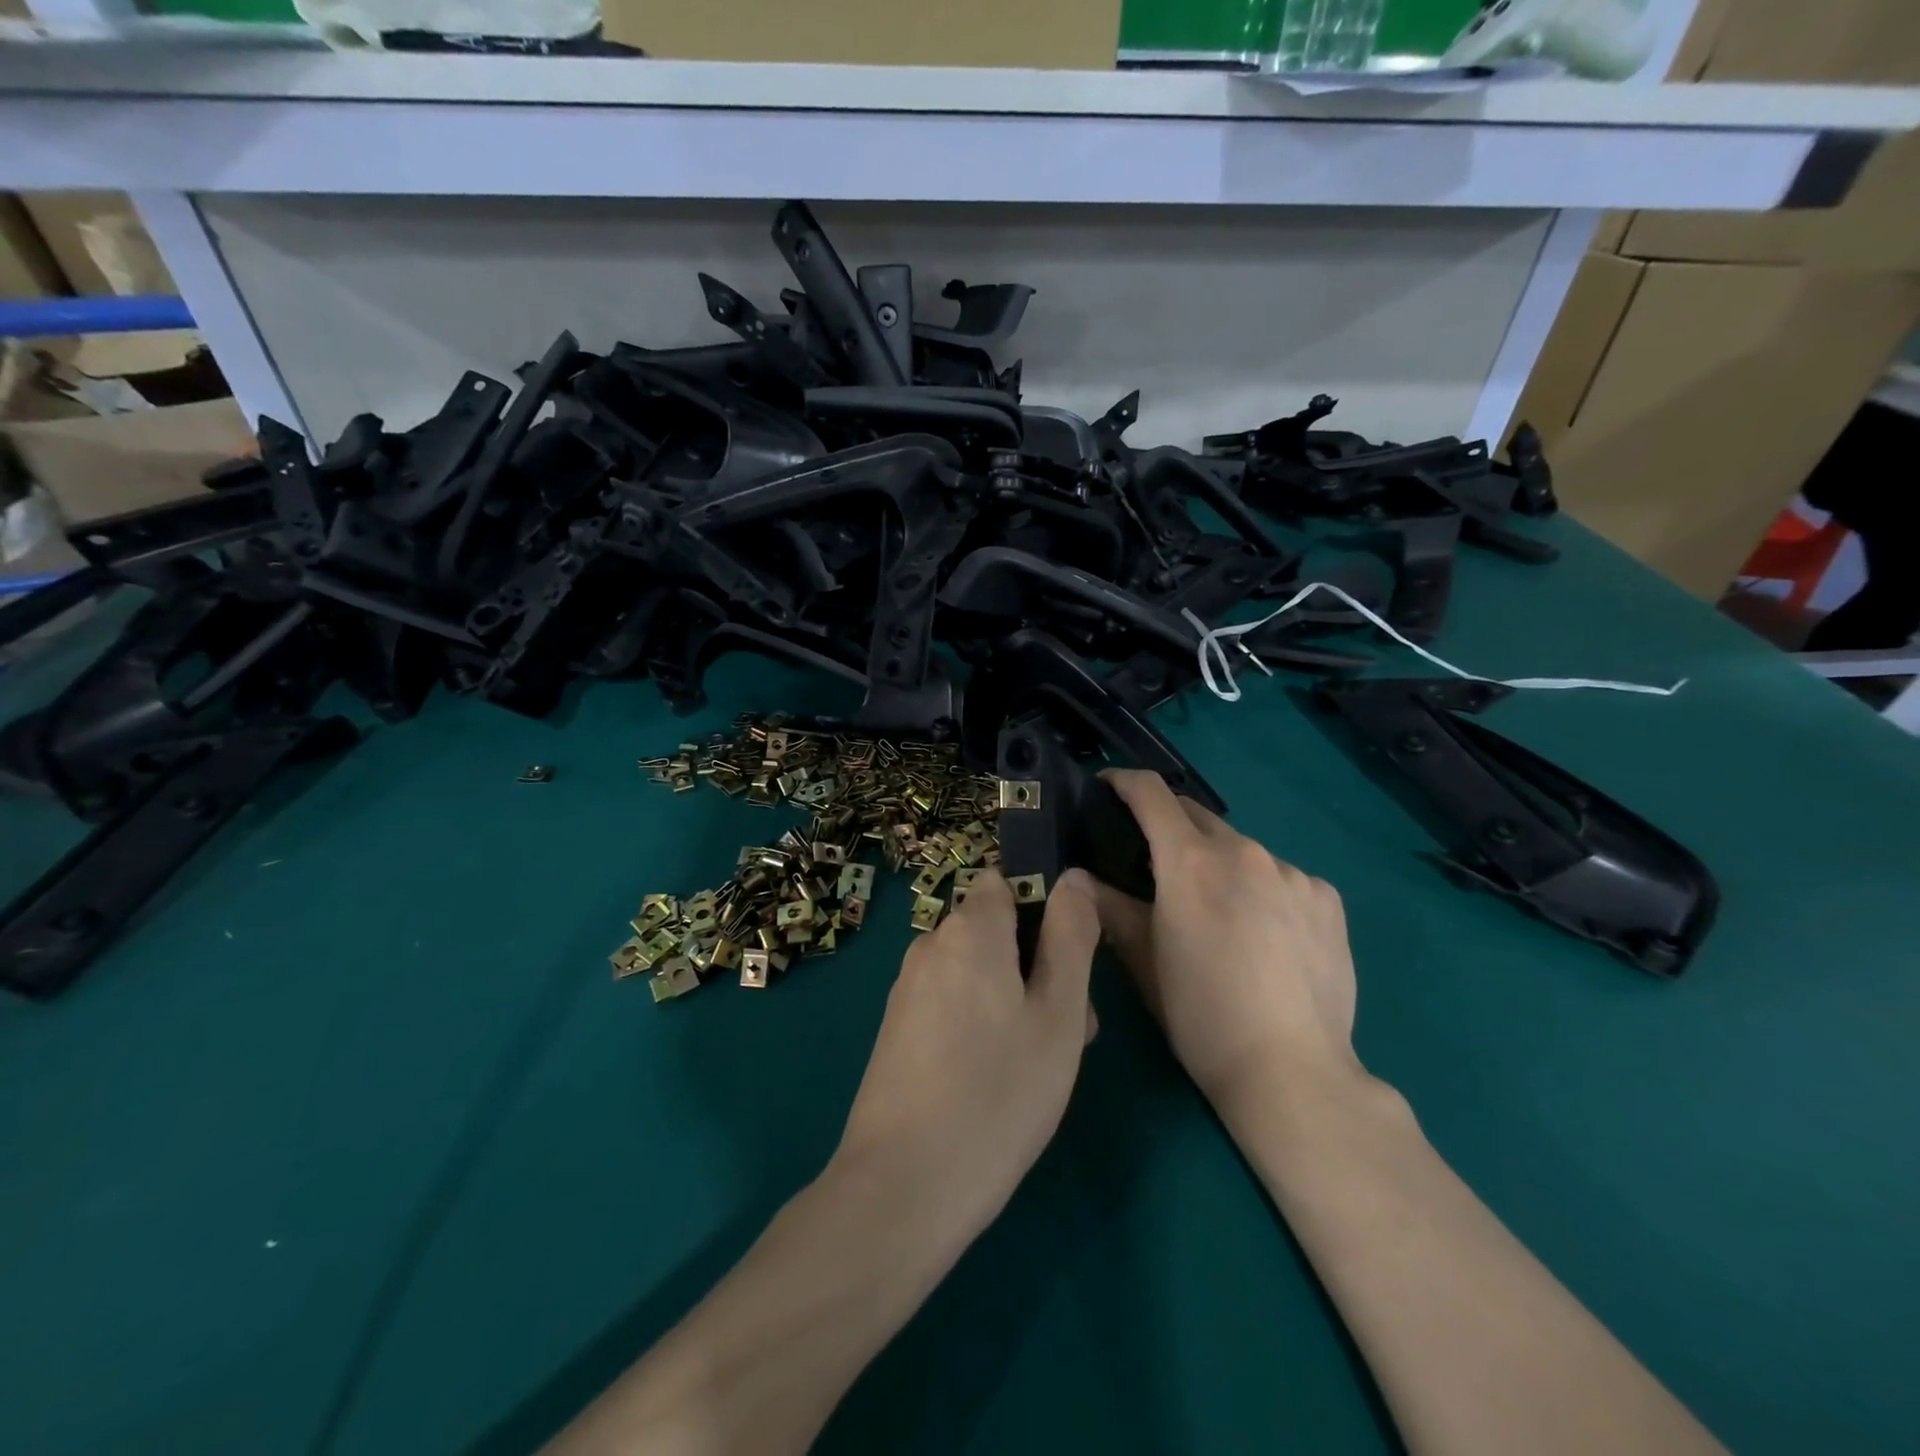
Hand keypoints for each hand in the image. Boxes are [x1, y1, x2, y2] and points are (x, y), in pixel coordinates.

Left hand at [832, 867, 1101, 1248]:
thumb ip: (1071, 936)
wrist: (903, 1186)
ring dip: (1014, 998)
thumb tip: (1073, 876)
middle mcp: (930, 945)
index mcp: (968, 929)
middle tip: (1070, 1031)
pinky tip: (995, 1080)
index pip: (1007, 881)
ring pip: (977, 971)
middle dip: (1037, 964)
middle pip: (995, 930)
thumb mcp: (1057, 1013)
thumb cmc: (998, 1093)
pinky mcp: (896, 1029)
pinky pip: (951, 1002)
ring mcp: (907, 988)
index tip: (1069, 962)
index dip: (1044, 909)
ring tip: (1038, 1064)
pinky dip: (980, 1022)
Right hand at [1095, 769, 1366, 1118]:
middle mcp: (1244, 852)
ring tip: (1220, 912)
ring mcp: (1293, 873)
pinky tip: (1266, 934)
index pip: (1152, 793)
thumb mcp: (1144, 962)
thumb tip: (1078, 877)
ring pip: (1242, 849)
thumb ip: (1110, 907)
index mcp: (1190, 863)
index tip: (1108, 789)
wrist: (1293, 1073)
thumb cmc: (1202, 1018)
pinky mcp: (1328, 898)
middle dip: (1170, 827)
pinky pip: (1283, 876)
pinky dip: (1263, 889)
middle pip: (1197, 816)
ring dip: (1220, 863)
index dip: (1124, 782)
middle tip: (1155, 865)